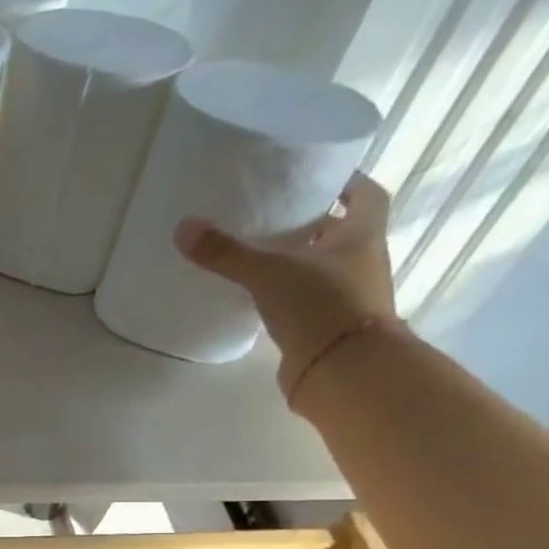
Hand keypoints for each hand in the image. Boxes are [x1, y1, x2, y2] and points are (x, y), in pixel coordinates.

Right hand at [173, 172, 397, 402]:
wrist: (343, 371)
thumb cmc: (321, 305)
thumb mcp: (268, 272)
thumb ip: (226, 252)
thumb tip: (183, 227)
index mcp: (363, 234)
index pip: (365, 194)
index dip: (345, 182)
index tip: (315, 177)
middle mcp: (363, 261)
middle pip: (341, 231)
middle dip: (312, 222)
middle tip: (273, 214)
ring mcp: (349, 297)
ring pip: (323, 267)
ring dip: (298, 260)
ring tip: (258, 254)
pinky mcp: (329, 327)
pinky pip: (308, 300)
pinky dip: (288, 294)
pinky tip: (259, 295)